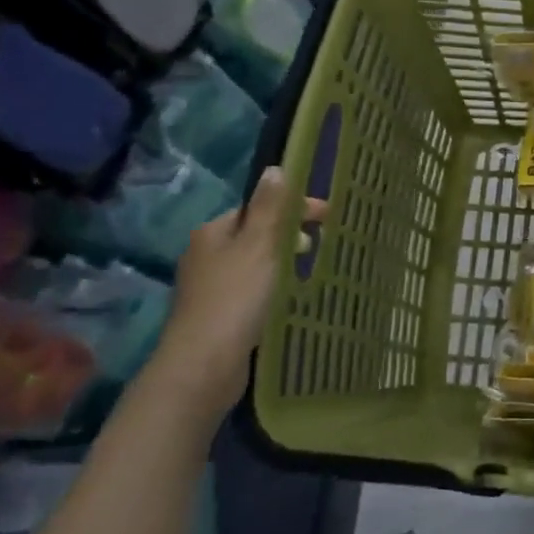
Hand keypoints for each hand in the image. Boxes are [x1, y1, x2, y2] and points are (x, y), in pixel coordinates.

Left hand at [157, 167, 327, 418]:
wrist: (204, 365)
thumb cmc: (235, 298)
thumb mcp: (260, 246)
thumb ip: (270, 208)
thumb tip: (275, 168)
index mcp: (213, 233)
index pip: (257, 208)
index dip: (294, 208)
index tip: (329, 217)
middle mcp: (206, 255)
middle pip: (255, 235)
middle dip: (289, 237)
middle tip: (319, 248)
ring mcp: (209, 288)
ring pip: (254, 265)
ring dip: (282, 265)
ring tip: (307, 275)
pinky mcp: (217, 317)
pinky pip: (252, 291)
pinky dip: (272, 290)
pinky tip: (286, 302)